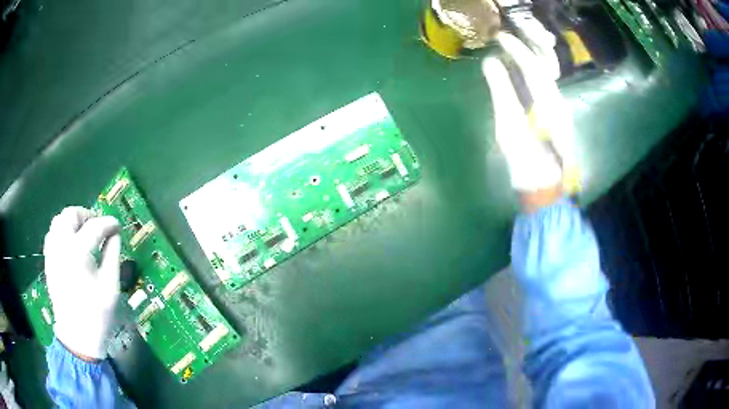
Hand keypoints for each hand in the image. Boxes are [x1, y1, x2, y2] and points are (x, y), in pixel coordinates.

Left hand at [43, 207, 120, 359]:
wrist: (77, 337)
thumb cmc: (97, 315)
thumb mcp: (110, 286)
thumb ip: (112, 255)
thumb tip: (115, 234)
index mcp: (78, 252)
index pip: (95, 226)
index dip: (108, 223)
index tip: (118, 226)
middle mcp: (61, 246)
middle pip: (71, 215)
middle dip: (86, 215)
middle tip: (98, 227)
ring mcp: (52, 253)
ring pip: (58, 221)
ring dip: (72, 221)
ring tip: (84, 233)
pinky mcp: (48, 261)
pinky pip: (52, 235)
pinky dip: (62, 231)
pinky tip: (71, 244)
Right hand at [481, 32, 578, 197]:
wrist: (545, 192)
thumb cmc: (526, 163)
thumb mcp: (509, 127)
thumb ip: (502, 92)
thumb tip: (491, 62)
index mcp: (548, 103)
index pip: (533, 66)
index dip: (516, 49)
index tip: (500, 37)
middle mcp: (558, 103)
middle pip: (543, 69)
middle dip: (524, 52)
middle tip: (504, 42)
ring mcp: (560, 113)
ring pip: (545, 79)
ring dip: (528, 64)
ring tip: (509, 55)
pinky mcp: (556, 121)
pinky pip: (544, 90)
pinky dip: (530, 78)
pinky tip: (520, 78)